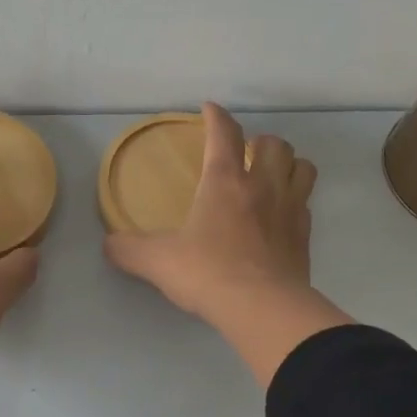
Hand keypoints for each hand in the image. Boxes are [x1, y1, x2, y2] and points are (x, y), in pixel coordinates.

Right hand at [105, 103, 350, 384]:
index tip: (209, 109)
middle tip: (245, 153)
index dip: (216, 117)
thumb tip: (109, 244)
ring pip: (301, 167)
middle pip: (274, 144)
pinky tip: (280, 216)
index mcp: (224, 182)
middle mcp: (262, 186)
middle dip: (259, 141)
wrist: (261, 307)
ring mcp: (290, 210)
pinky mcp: (305, 236)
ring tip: (272, 176)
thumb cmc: (207, 273)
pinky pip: (306, 204)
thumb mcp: (157, 262)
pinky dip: (296, 201)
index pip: (223, 134)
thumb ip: (129, 250)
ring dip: (288, 165)